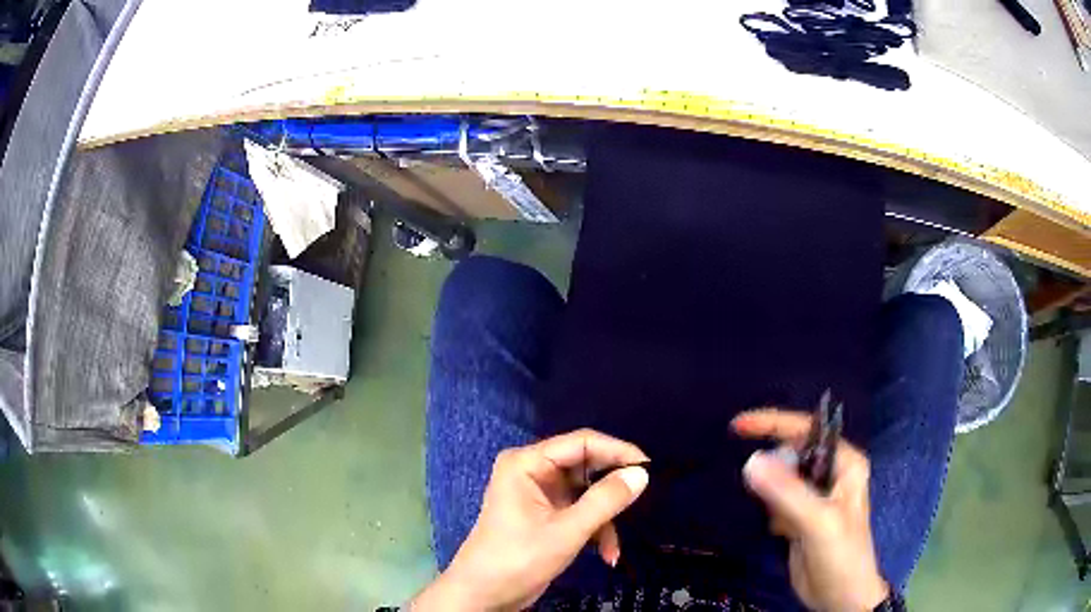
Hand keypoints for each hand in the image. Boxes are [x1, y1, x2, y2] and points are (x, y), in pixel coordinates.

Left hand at [412, 429, 649, 610]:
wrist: (485, 595)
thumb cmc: (518, 559)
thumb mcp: (566, 531)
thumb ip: (605, 501)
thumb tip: (642, 473)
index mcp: (528, 463)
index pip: (581, 442)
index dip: (618, 451)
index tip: (650, 468)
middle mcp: (533, 471)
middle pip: (586, 468)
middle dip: (612, 491)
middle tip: (643, 503)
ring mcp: (539, 494)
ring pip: (587, 494)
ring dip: (605, 520)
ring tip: (615, 547)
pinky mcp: (546, 515)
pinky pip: (580, 512)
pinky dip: (595, 531)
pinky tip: (606, 555)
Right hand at [733, 409, 889, 611]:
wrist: (840, 597)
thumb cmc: (841, 555)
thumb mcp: (818, 521)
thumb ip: (787, 492)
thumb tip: (751, 460)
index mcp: (845, 463)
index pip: (807, 430)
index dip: (773, 423)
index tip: (737, 426)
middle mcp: (830, 473)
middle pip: (791, 454)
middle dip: (773, 471)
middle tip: (772, 499)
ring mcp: (814, 496)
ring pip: (780, 480)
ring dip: (771, 498)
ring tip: (786, 524)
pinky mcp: (800, 516)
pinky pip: (776, 502)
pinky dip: (772, 514)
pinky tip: (784, 533)